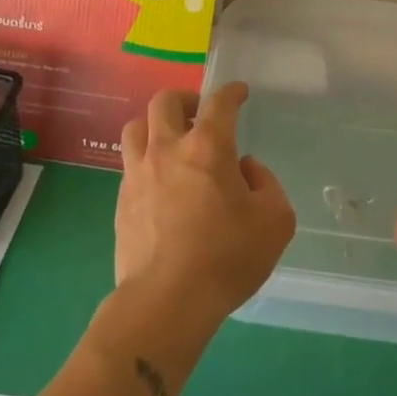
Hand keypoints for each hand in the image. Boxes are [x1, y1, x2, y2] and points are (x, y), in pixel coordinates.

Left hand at [114, 85, 295, 341]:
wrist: (165, 303)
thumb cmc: (226, 258)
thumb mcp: (275, 221)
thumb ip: (267, 185)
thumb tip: (245, 170)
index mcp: (208, 147)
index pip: (219, 102)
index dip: (231, 92)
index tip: (239, 93)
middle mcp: (168, 149)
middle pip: (164, 101)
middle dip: (185, 99)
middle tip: (200, 115)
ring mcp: (138, 174)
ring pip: (136, 127)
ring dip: (156, 125)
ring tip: (172, 142)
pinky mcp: (121, 201)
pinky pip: (130, 164)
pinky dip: (146, 160)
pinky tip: (160, 182)